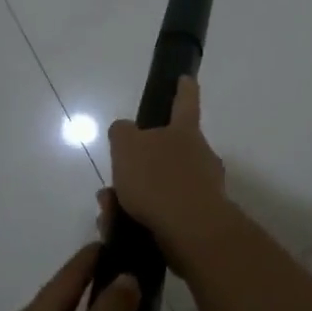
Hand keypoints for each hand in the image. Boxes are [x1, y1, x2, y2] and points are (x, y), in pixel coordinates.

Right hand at [107, 76, 229, 246]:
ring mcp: (203, 189)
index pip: (185, 102)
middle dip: (140, 165)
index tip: (185, 78)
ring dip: (133, 196)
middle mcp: (200, 157)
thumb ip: (122, 133)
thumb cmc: (158, 179)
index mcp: (184, 132)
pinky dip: (140, 219)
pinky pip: (163, 214)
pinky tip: (118, 229)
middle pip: (168, 152)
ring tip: (108, 211)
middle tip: (114, 180)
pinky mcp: (198, 221)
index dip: (183, 89)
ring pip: (160, 187)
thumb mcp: (126, 146)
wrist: (191, 232)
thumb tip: (125, 130)